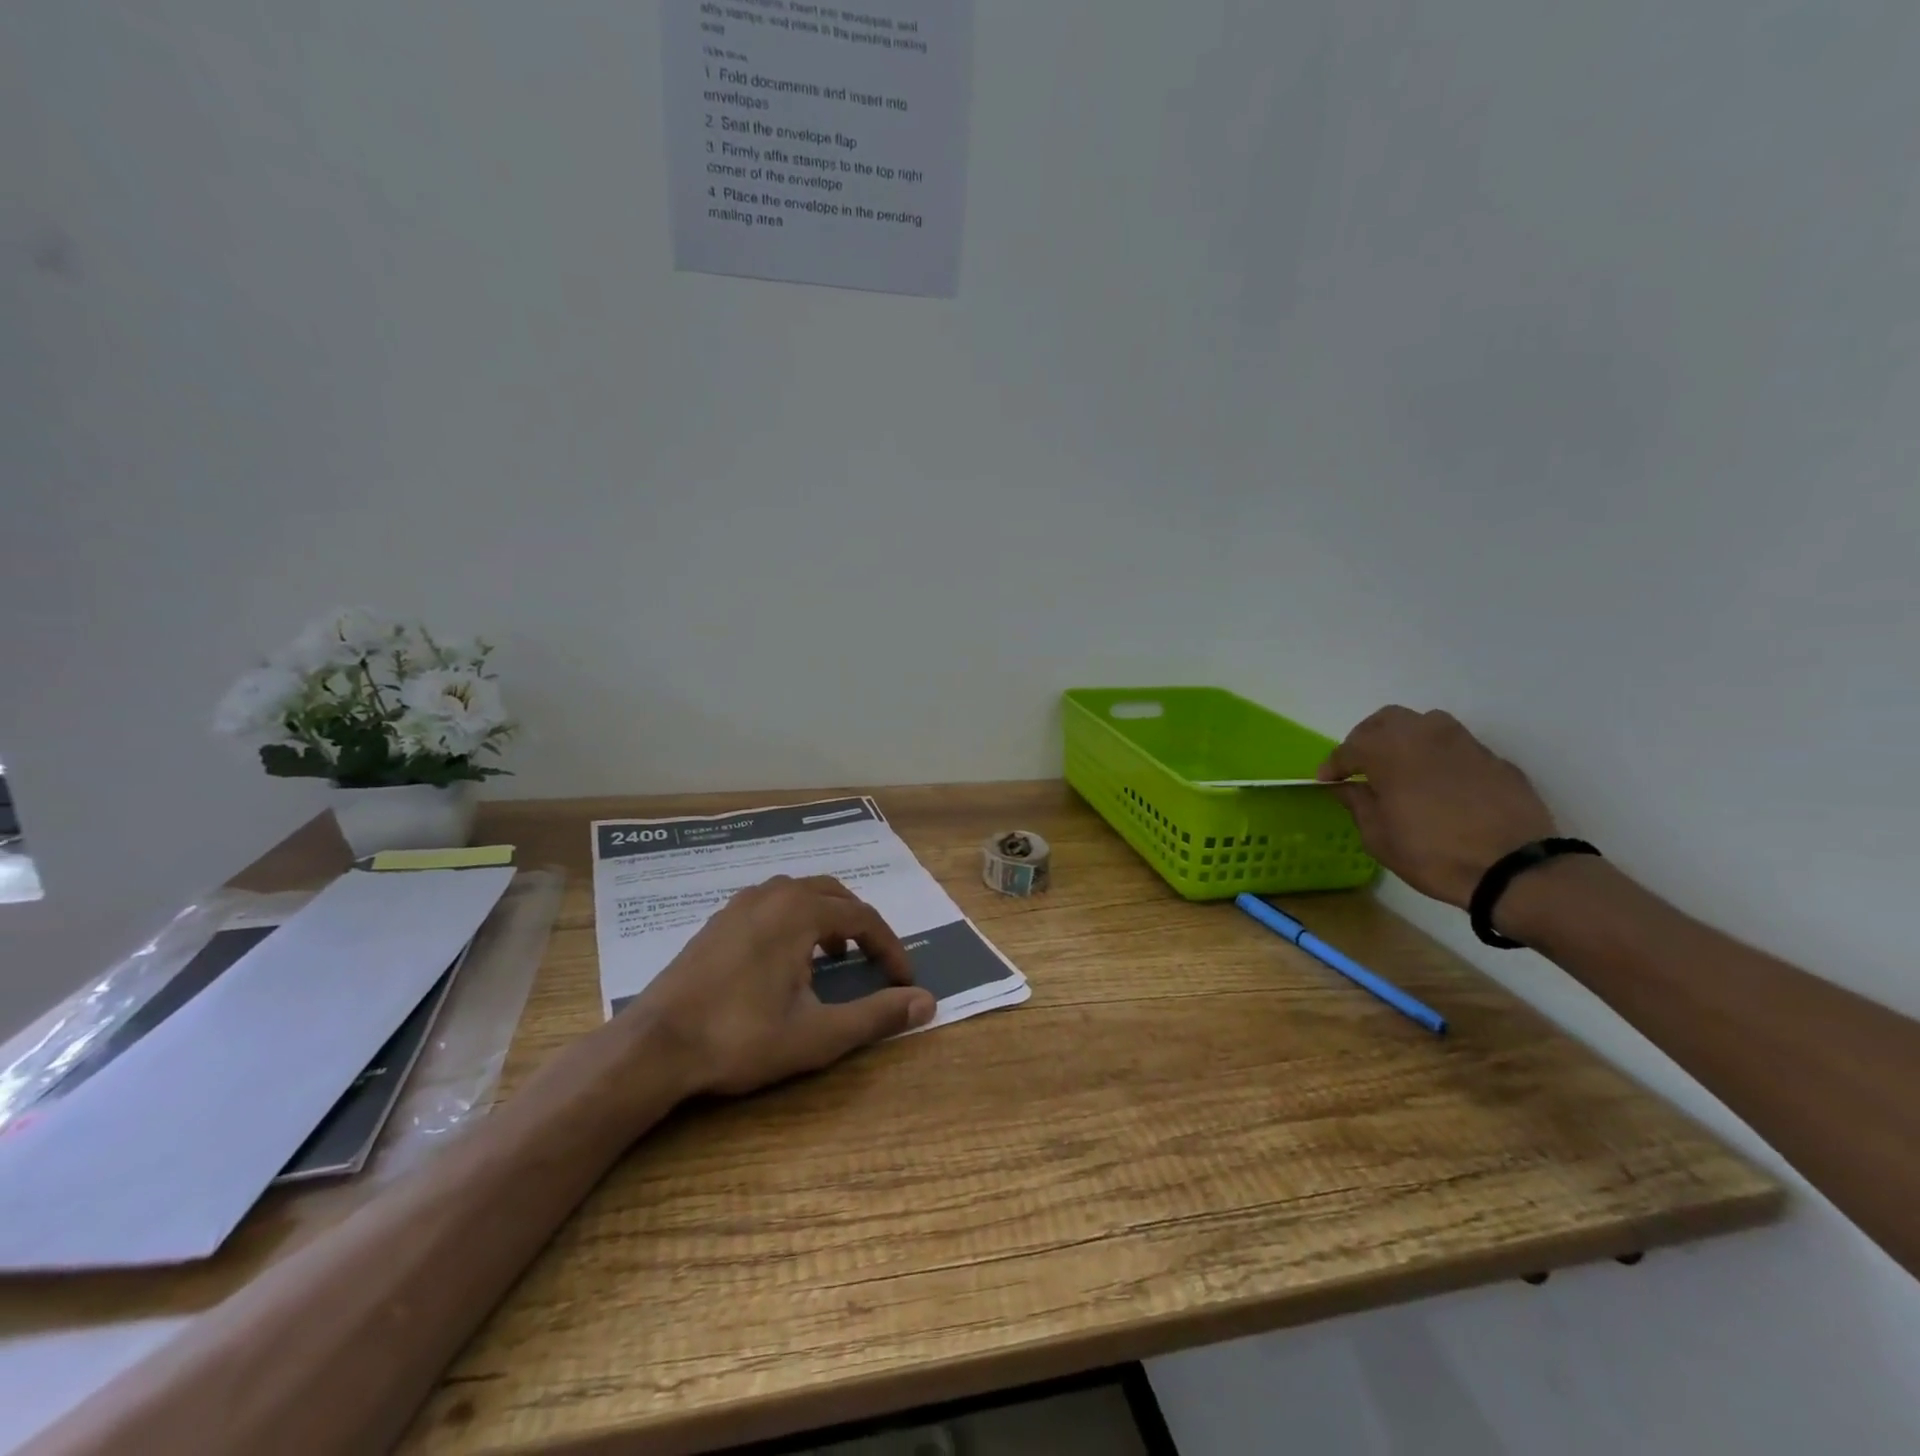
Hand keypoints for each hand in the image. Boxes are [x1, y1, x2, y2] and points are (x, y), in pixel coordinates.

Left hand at [632, 874, 935, 1096]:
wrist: (655, 1045)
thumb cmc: (742, 1037)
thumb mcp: (819, 1033)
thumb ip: (877, 1015)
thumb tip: (928, 1002)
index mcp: (801, 911)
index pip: (864, 918)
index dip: (890, 948)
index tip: (904, 980)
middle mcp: (774, 893)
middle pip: (834, 895)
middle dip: (861, 927)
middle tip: (874, 962)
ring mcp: (741, 903)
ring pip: (801, 895)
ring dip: (827, 919)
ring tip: (833, 958)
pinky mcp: (719, 920)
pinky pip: (772, 905)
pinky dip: (795, 921)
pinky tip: (786, 960)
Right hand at [1319, 707, 1556, 908]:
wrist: (1514, 869)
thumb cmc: (1432, 853)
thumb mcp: (1378, 836)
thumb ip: (1358, 803)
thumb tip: (1347, 786)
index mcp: (1388, 750)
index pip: (1349, 748)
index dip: (1333, 765)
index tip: (1327, 781)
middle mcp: (1425, 735)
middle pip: (1386, 720)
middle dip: (1367, 739)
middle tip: (1360, 765)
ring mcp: (1464, 743)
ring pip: (1425, 725)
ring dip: (1405, 739)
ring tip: (1401, 766)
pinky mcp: (1494, 759)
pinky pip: (1456, 747)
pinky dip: (1439, 757)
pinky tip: (1439, 784)